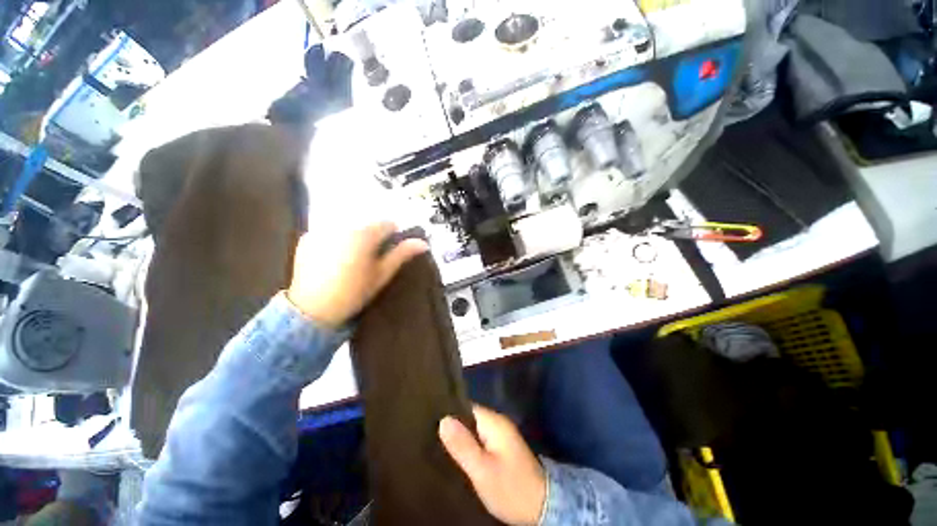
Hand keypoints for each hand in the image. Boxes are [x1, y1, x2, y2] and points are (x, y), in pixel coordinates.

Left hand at [286, 221, 427, 327]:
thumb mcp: (382, 274)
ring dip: (354, 237)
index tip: (388, 251)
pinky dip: (335, 240)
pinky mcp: (307, 237)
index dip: (392, 236)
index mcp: (364, 235)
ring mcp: (322, 230)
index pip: (387, 224)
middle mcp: (343, 226)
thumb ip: (402, 254)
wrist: (313, 309)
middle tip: (368, 258)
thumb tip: (423, 243)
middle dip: (372, 236)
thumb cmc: (354, 292)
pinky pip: (329, 231)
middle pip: (367, 224)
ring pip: (348, 226)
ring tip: (349, 259)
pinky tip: (332, 258)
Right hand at [439, 406, 546, 525]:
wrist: (542, 507)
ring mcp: (502, 435)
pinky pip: (481, 440)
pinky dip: (470, 446)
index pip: (466, 407)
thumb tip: (443, 419)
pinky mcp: (503, 448)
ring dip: (461, 438)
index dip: (449, 414)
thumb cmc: (510, 487)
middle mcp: (498, 423)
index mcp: (494, 422)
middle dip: (454, 427)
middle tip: (432, 437)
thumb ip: (463, 445)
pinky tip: (458, 455)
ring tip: (440, 445)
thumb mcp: (482, 469)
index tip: (430, 421)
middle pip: (470, 418)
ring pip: (475, 430)